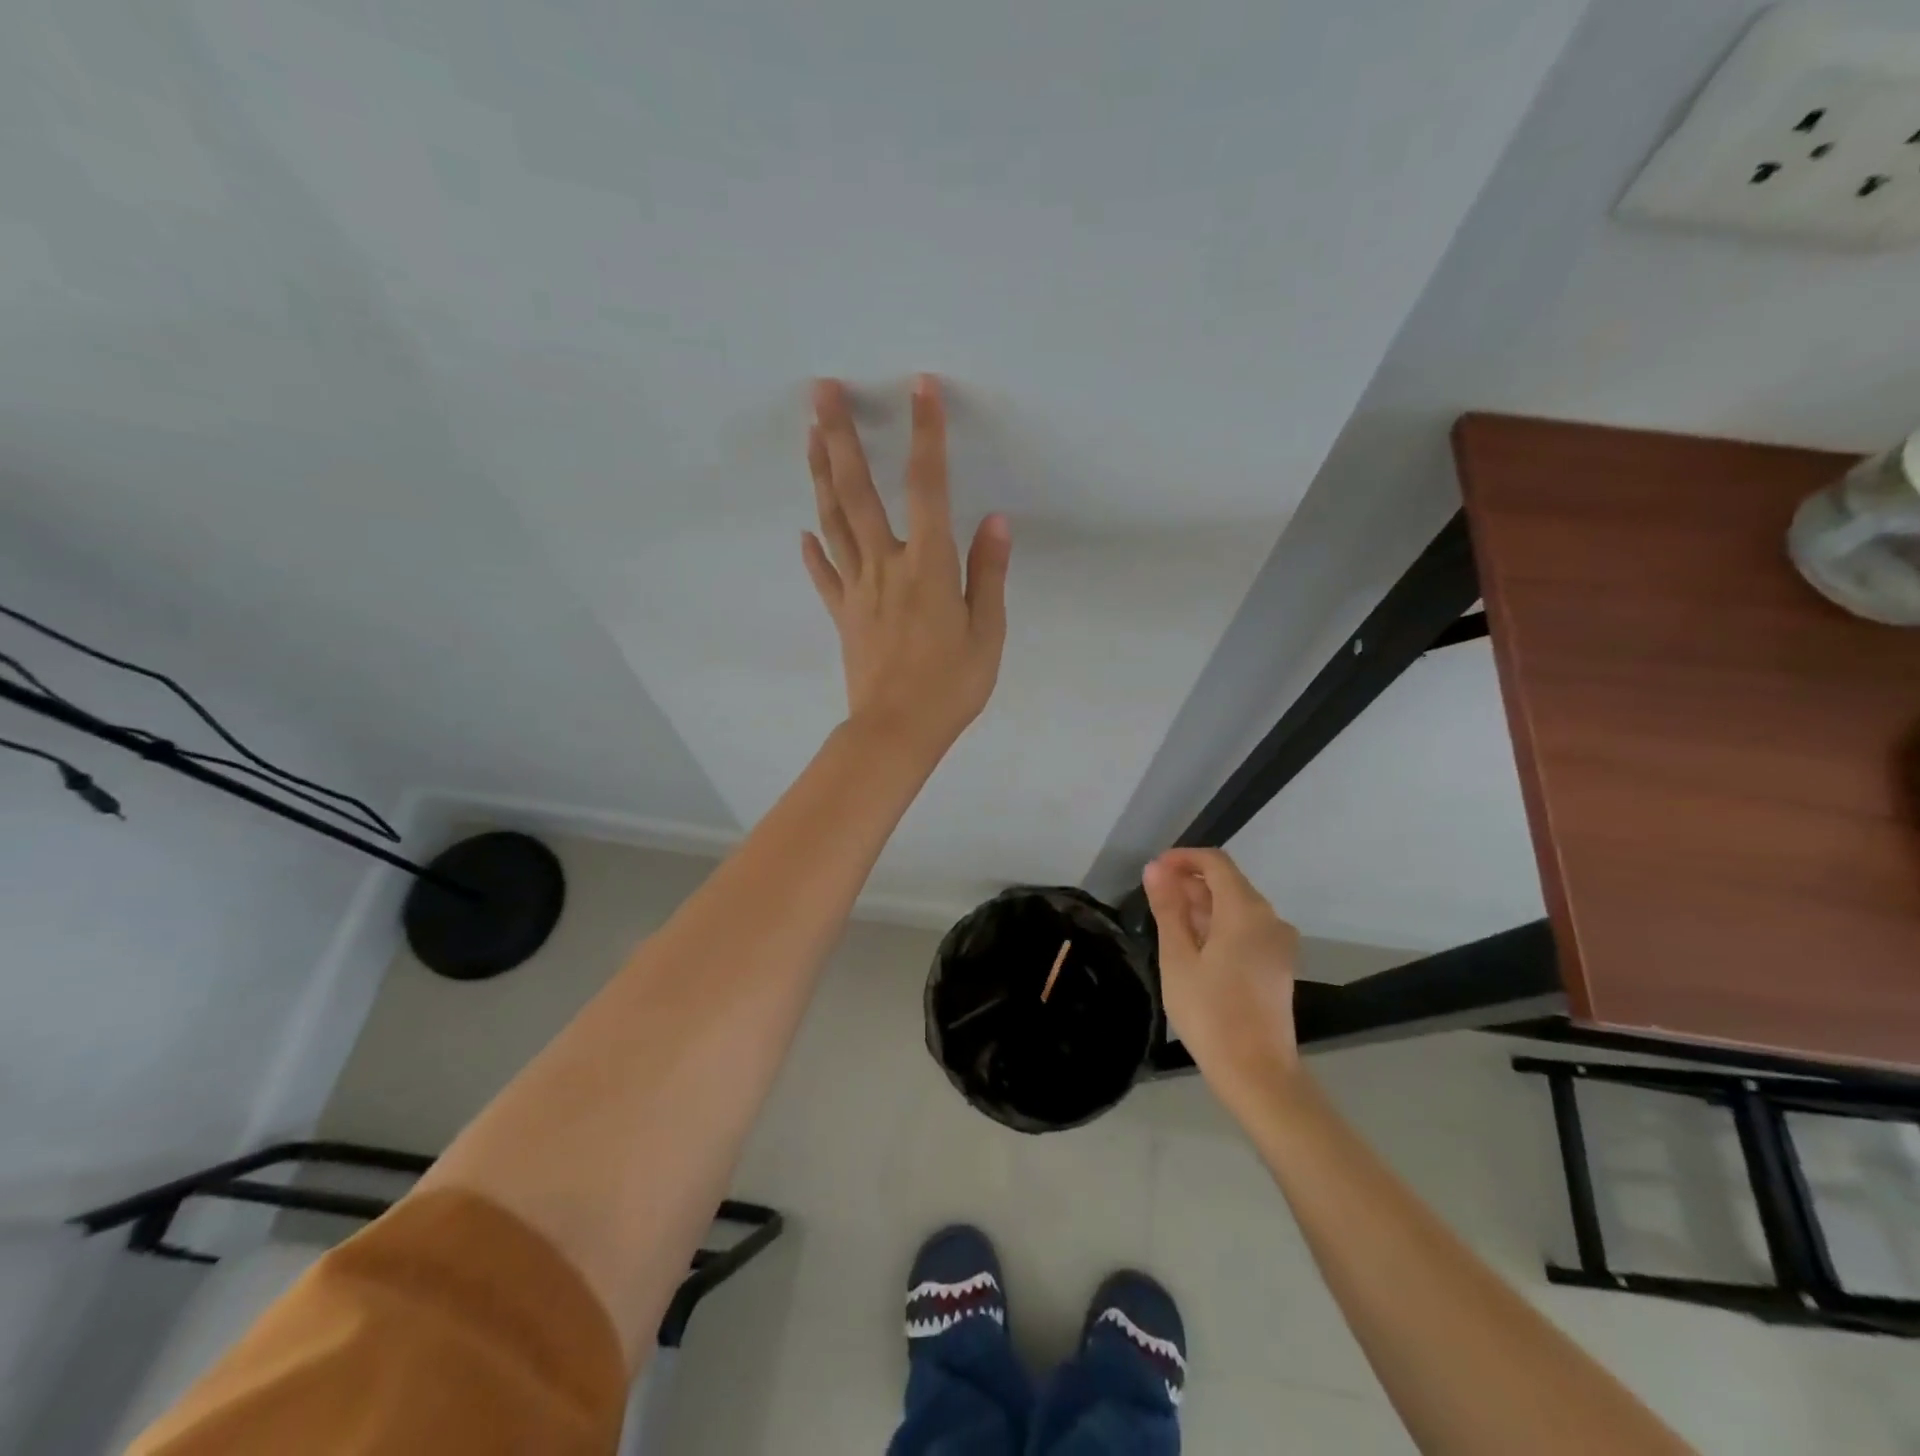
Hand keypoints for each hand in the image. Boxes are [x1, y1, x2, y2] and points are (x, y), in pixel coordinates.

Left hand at [802, 375, 1011, 756]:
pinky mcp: (842, 615)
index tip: (920, 389)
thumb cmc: (951, 686)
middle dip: (841, 437)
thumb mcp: (987, 632)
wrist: (896, 730)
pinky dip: (813, 551)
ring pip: (833, 522)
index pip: (928, 487)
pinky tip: (804, 531)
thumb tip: (994, 521)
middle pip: (858, 492)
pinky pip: (824, 576)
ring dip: (821, 475)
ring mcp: (856, 589)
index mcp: (929, 566)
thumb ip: (989, 573)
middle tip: (821, 391)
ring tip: (810, 435)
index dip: (925, 435)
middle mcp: (886, 566)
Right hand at [1143, 848, 1301, 1098]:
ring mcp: (1279, 943)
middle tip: (1153, 901)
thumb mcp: (1177, 957)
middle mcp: (1270, 918)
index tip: (1152, 872)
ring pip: (1237, 907)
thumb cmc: (1210, 1012)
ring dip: (1202, 906)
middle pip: (1228, 883)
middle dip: (1189, 883)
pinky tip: (1194, 948)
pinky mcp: (1278, 964)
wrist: (1257, 1073)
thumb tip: (1155, 869)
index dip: (1182, 859)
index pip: (1215, 862)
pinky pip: (1247, 929)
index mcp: (1246, 910)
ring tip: (1168, 925)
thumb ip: (1168, 908)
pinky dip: (1219, 927)